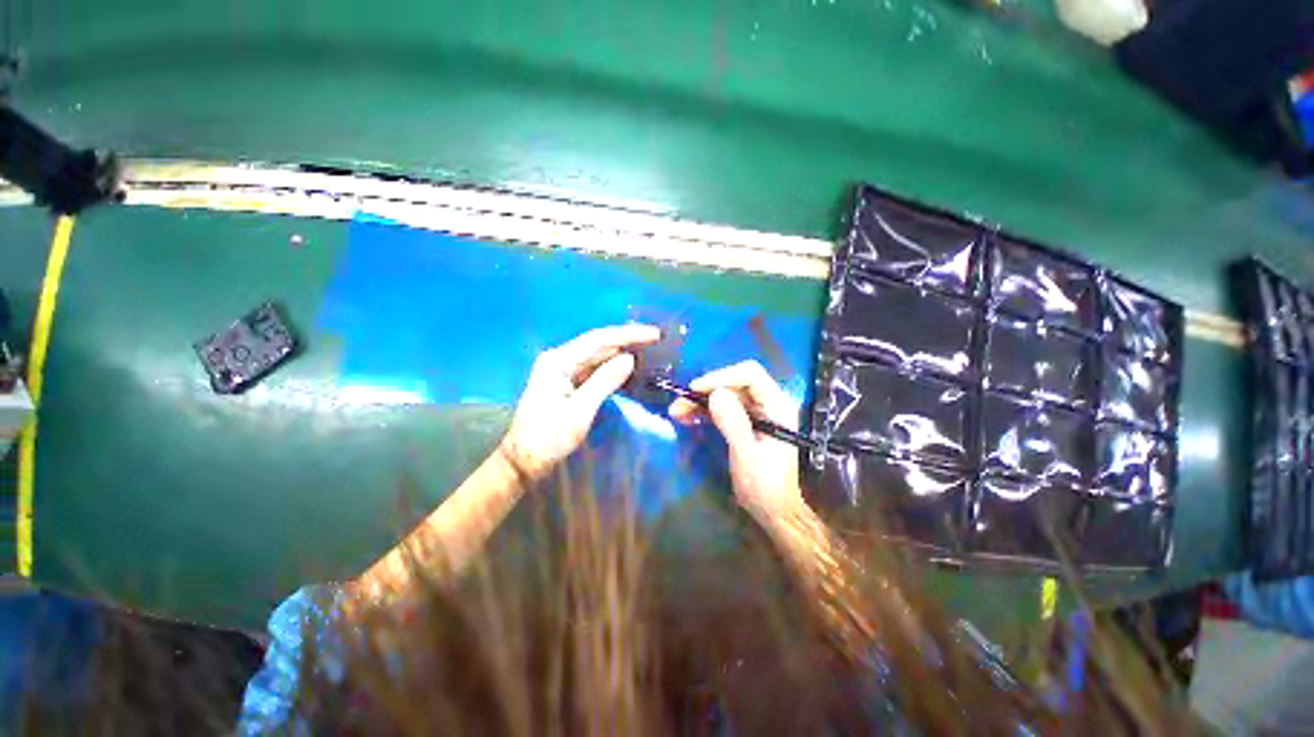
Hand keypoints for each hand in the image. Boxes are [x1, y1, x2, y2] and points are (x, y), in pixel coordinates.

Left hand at [501, 324, 660, 480]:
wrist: (523, 460)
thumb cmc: (548, 437)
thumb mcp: (580, 411)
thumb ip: (604, 382)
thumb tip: (629, 358)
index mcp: (558, 361)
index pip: (599, 339)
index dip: (628, 334)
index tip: (655, 334)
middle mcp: (557, 360)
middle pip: (597, 344)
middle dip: (626, 341)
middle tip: (657, 341)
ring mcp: (559, 372)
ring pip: (595, 357)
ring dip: (620, 353)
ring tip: (648, 351)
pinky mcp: (563, 385)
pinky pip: (590, 370)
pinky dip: (609, 368)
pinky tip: (627, 369)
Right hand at [669, 361, 803, 521]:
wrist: (775, 512)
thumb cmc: (765, 485)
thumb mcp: (746, 455)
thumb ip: (733, 422)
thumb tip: (714, 393)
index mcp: (778, 406)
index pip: (751, 375)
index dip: (721, 377)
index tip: (694, 390)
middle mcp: (771, 404)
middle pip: (737, 383)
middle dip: (707, 390)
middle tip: (678, 404)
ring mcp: (761, 415)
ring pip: (729, 396)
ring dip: (703, 401)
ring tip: (677, 412)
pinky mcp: (750, 426)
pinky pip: (728, 410)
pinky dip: (708, 412)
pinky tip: (688, 418)